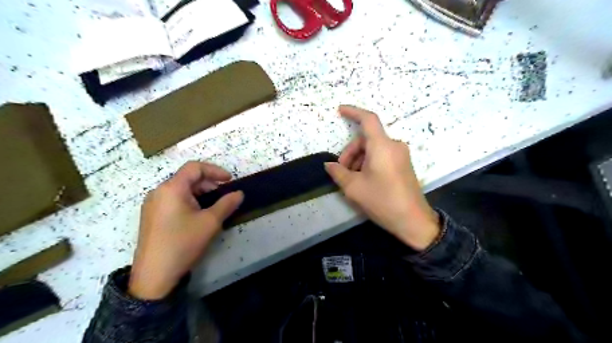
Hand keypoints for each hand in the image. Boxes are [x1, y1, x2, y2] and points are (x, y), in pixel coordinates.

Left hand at [129, 162, 244, 297]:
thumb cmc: (183, 242)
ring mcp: (152, 204)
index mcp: (172, 188)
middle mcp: (159, 192)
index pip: (194, 167)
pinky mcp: (151, 216)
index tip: (229, 181)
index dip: (215, 170)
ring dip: (200, 193)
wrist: (154, 275)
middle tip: (224, 196)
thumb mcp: (210, 222)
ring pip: (181, 189)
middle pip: (187, 178)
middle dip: (208, 183)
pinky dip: (190, 201)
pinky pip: (173, 200)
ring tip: (213, 207)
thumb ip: (227, 204)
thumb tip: (239, 193)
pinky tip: (198, 215)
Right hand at [325, 105, 439, 250]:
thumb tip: (329, 165)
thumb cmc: (382, 201)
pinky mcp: (404, 164)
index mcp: (382, 146)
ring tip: (352, 180)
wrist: (413, 221)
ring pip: (373, 149)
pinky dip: (369, 163)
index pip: (368, 119)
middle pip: (366, 139)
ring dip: (359, 160)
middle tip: (341, 171)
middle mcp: (394, 145)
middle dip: (350, 153)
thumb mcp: (354, 188)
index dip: (353, 112)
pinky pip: (382, 156)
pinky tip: (364, 180)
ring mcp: (401, 155)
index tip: (340, 110)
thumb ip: (338, 172)